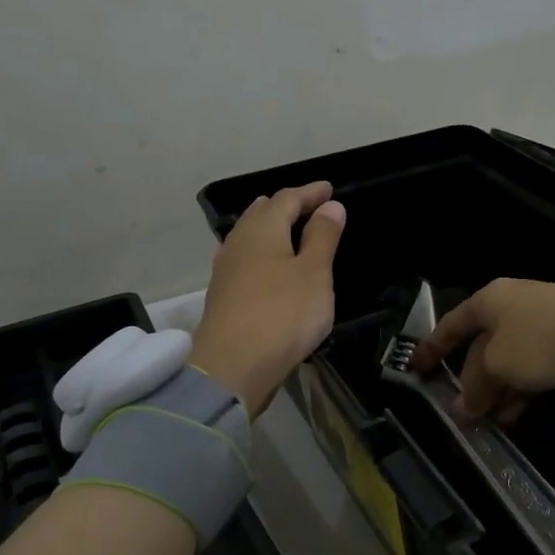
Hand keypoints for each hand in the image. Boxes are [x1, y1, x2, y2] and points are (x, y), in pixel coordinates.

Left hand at [190, 182, 345, 415]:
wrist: (234, 366)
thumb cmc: (283, 314)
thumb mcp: (314, 274)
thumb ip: (323, 238)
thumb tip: (330, 206)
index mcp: (262, 230)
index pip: (286, 199)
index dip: (309, 193)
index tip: (328, 189)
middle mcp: (238, 243)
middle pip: (261, 214)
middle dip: (285, 206)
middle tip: (307, 205)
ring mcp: (226, 271)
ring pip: (249, 237)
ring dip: (270, 229)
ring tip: (288, 231)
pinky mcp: (224, 297)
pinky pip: (245, 261)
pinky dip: (262, 254)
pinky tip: (268, 267)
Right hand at [409, 279, 554, 422]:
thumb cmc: (541, 340)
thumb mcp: (497, 364)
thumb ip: (474, 387)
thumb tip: (461, 408)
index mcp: (490, 301)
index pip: (451, 325)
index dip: (431, 349)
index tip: (415, 371)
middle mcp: (512, 308)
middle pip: (481, 348)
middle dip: (471, 383)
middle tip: (462, 415)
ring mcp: (540, 326)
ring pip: (508, 363)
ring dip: (497, 393)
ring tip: (489, 424)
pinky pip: (532, 370)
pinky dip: (520, 391)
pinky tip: (514, 416)